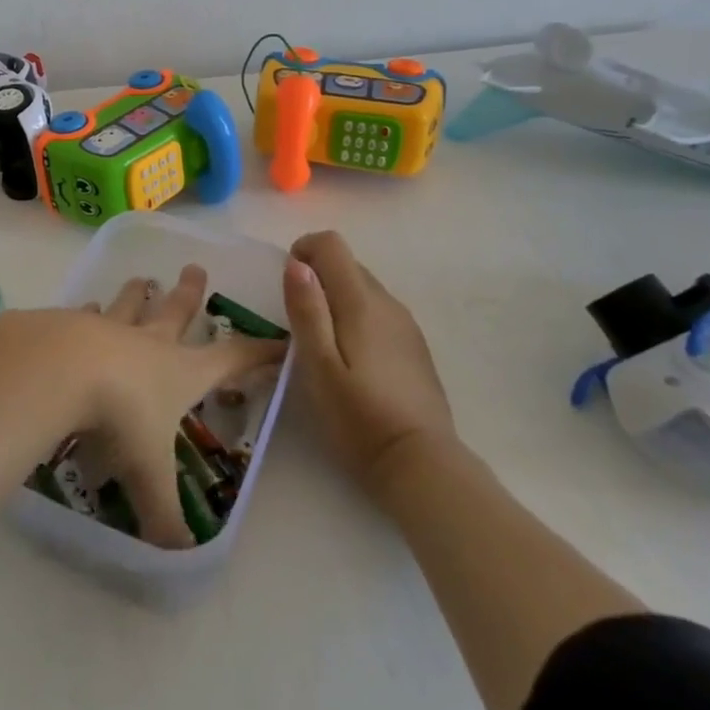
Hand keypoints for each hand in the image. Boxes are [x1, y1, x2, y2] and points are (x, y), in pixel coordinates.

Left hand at [66, 265, 285, 548]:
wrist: (60, 369)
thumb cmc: (119, 416)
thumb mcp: (148, 474)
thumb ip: (164, 516)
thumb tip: (179, 559)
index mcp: (180, 372)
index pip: (231, 359)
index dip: (258, 353)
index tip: (280, 339)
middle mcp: (148, 342)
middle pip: (176, 311)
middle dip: (189, 293)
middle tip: (195, 268)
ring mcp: (108, 327)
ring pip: (130, 304)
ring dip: (138, 293)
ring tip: (143, 279)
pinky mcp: (70, 324)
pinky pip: (84, 315)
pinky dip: (87, 311)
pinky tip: (84, 307)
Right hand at [284, 231, 455, 488]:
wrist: (421, 465)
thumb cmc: (358, 417)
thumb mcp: (318, 365)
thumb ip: (307, 310)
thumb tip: (296, 262)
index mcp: (361, 301)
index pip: (332, 244)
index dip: (304, 251)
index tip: (288, 285)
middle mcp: (387, 302)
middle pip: (348, 264)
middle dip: (317, 278)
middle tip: (299, 322)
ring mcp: (406, 325)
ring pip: (364, 289)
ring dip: (337, 299)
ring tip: (322, 345)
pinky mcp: (415, 347)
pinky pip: (379, 313)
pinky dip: (357, 318)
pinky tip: (353, 362)